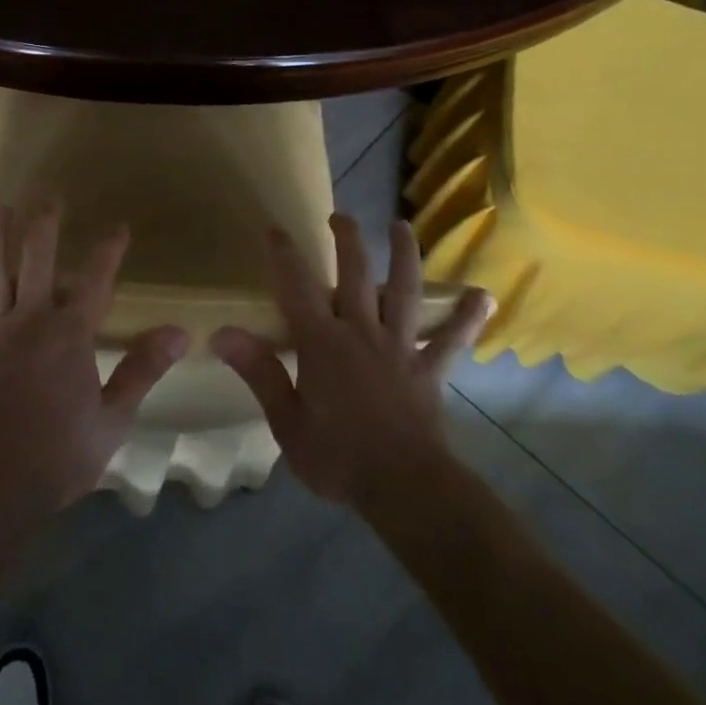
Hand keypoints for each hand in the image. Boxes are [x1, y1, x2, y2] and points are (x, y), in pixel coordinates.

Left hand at [0, 206, 187, 524]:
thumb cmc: (62, 454)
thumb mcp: (114, 416)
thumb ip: (144, 369)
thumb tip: (181, 333)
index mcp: (71, 333)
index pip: (96, 279)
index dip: (108, 250)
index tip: (117, 226)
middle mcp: (30, 320)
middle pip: (38, 259)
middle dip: (44, 224)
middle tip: (48, 196)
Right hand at [212, 215, 492, 514]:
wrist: (405, 489)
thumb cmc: (338, 457)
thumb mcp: (286, 421)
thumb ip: (259, 372)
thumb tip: (222, 332)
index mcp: (322, 342)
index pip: (297, 286)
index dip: (284, 254)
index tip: (274, 228)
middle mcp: (362, 331)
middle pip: (355, 273)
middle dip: (347, 239)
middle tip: (340, 216)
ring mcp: (400, 346)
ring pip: (404, 291)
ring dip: (404, 255)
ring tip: (402, 226)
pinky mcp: (429, 368)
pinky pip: (450, 339)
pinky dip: (466, 317)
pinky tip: (483, 296)